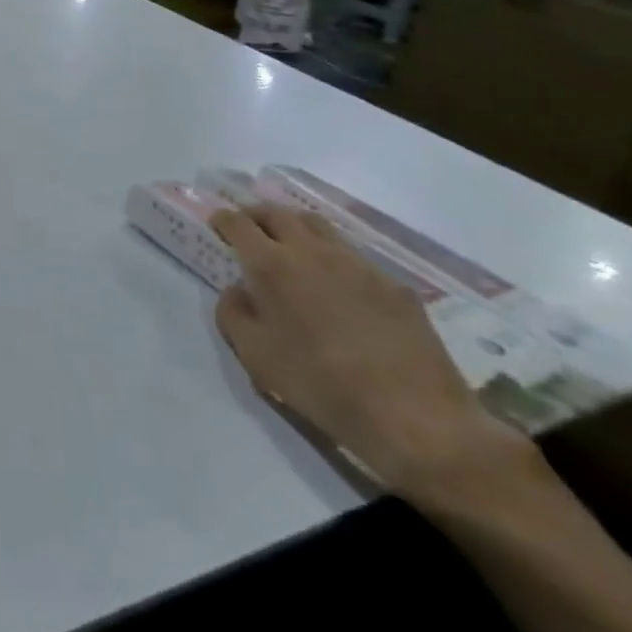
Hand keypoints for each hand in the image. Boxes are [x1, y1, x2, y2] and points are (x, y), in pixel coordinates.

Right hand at [210, 204, 525, 500]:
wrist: (415, 417)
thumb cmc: (321, 386)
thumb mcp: (256, 357)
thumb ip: (233, 314)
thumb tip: (237, 291)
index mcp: (272, 266)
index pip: (239, 224)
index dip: (223, 219)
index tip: (216, 222)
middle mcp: (312, 252)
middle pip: (279, 213)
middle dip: (257, 214)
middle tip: (248, 226)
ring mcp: (357, 264)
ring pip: (318, 226)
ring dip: (295, 226)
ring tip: (289, 243)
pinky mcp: (392, 284)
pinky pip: (352, 255)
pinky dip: (332, 256)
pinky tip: (336, 283)